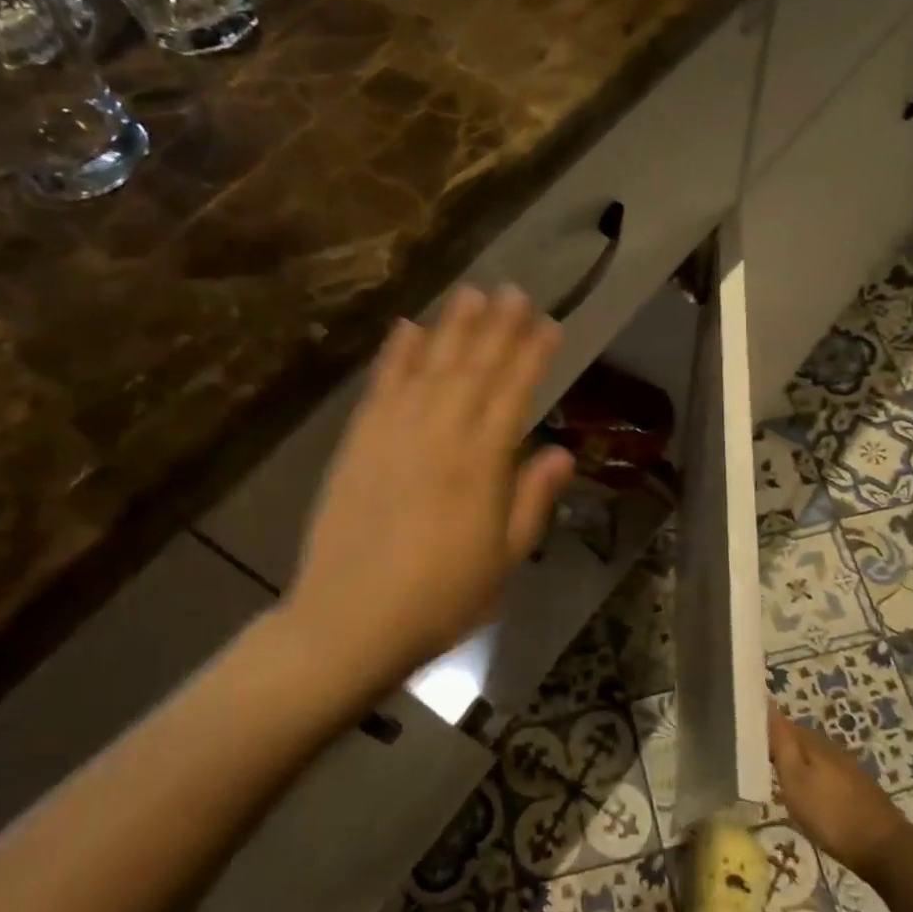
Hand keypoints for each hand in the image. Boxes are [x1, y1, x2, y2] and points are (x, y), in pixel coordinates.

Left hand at [284, 287, 574, 699]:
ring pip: (428, 368)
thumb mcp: (504, 561)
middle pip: (473, 370)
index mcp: (481, 466)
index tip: (549, 324)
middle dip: (497, 328)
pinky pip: (380, 389)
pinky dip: (394, 356)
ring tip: (469, 293)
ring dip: (451, 328)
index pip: (513, 394)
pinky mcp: (358, 444)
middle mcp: (439, 437)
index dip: (532, 356)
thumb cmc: (440, 600)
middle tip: (514, 290)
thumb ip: (531, 500)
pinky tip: (405, 329)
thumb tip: (562, 452)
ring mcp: (393, 435)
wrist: (350, 621)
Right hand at [768, 710, 911, 882]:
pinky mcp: (855, 786)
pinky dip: (810, 778)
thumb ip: (780, 744)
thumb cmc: (831, 814)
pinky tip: (806, 795)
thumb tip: (767, 705)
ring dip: (794, 763)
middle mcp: (828, 746)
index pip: (778, 722)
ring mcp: (845, 766)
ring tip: (775, 779)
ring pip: (810, 757)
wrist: (885, 848)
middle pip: (795, 739)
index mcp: (810, 741)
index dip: (760, 727)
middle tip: (754, 762)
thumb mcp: (796, 780)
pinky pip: (823, 772)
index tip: (742, 738)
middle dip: (776, 746)